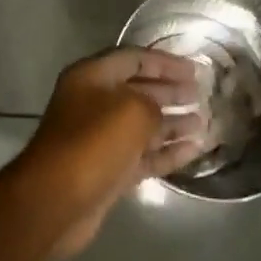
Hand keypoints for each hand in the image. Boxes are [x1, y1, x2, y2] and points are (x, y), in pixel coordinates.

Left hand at [17, 48, 204, 259]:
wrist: (56, 201)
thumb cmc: (94, 142)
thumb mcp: (133, 110)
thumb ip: (154, 103)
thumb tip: (161, 115)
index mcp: (92, 77)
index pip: (134, 58)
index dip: (166, 62)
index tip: (195, 71)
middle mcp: (94, 104)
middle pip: (139, 90)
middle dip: (171, 92)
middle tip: (202, 95)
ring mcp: (101, 139)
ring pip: (144, 125)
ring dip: (173, 123)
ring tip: (204, 122)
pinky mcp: (110, 170)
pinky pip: (144, 155)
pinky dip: (168, 151)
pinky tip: (195, 149)